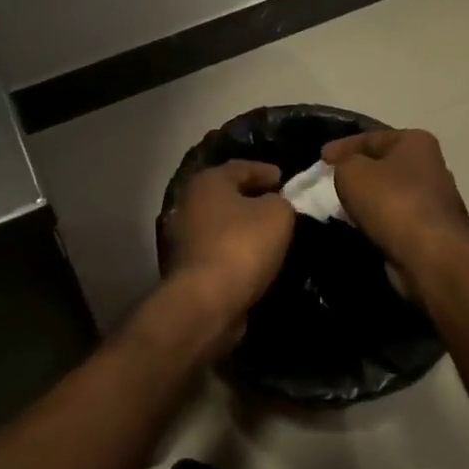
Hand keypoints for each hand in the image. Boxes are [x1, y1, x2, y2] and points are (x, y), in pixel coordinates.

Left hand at [164, 161, 295, 323]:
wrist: (207, 301)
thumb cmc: (242, 246)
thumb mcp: (277, 214)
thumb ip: (280, 201)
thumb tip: (273, 204)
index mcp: (207, 182)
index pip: (240, 167)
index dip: (266, 171)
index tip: (285, 180)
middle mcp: (189, 203)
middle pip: (227, 194)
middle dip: (253, 197)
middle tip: (279, 203)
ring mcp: (183, 236)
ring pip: (221, 223)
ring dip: (243, 226)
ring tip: (270, 233)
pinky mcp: (186, 266)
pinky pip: (218, 248)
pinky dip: (235, 249)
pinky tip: (254, 257)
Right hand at [321, 129, 468, 279]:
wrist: (430, 255)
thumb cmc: (391, 202)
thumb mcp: (351, 172)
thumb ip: (343, 164)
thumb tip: (347, 171)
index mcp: (416, 142)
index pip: (370, 138)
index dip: (341, 147)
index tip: (319, 159)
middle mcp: (431, 166)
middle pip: (383, 165)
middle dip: (357, 173)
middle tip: (329, 182)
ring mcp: (435, 200)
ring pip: (389, 193)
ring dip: (366, 199)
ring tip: (339, 207)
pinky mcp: (432, 230)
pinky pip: (395, 218)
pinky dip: (377, 220)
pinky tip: (359, 227)